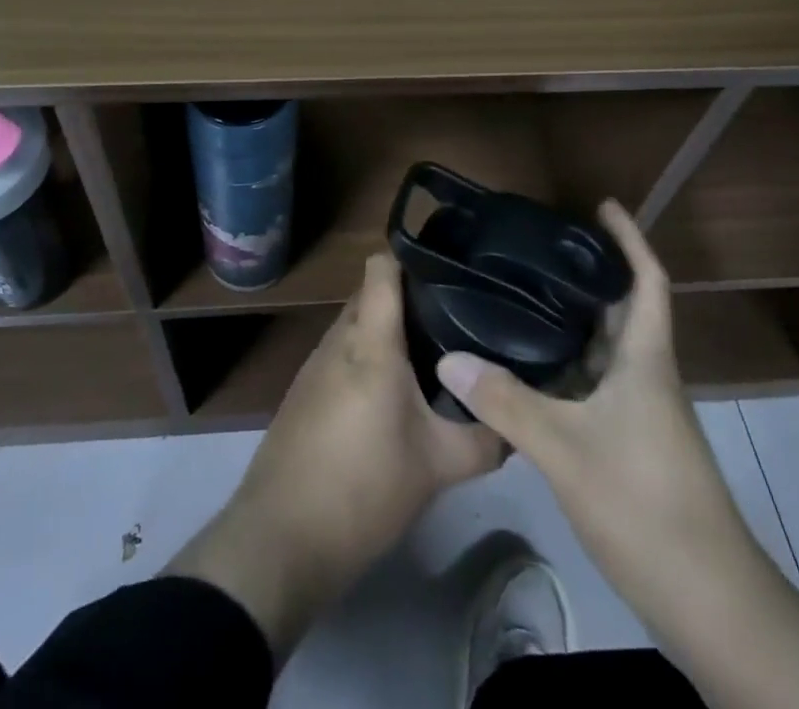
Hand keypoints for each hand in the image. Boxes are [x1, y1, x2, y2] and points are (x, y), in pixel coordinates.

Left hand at [168, 253, 503, 657]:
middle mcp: (338, 338)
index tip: (451, 272)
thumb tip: (516, 422)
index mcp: (369, 340)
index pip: (381, 266)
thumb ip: (484, 438)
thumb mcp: (438, 467)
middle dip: (411, 301)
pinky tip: (395, 394)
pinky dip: (369, 359)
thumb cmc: (364, 488)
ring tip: (433, 356)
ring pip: (358, 326)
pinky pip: (343, 354)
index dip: (414, 260)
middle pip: (373, 295)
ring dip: (389, 334)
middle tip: (456, 320)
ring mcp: (316, 363)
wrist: (282, 539)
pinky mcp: (305, 390)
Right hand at [438, 201, 798, 708]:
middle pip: (620, 311)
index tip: (602, 205)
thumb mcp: (566, 449)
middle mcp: (647, 377)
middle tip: (535, 249)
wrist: (709, 601)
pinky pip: (595, 385)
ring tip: (520, 296)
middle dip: (586, 276)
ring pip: (604, 351)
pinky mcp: (632, 444)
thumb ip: (506, 402)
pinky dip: (565, 367)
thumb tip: (449, 357)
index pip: (647, 281)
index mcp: (646, 360)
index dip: (629, 239)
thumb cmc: (645, 504)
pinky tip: (527, 369)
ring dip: (572, 322)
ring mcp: (642, 413)